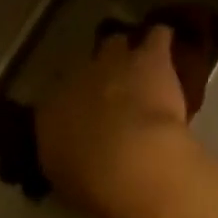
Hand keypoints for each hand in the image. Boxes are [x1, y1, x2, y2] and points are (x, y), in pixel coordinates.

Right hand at [35, 24, 193, 215]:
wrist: (126, 161)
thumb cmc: (90, 179)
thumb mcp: (66, 175)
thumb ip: (67, 159)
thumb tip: (72, 155)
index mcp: (51, 112)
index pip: (56, 102)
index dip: (72, 108)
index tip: (84, 121)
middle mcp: (75, 80)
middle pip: (84, 68)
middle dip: (96, 76)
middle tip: (112, 91)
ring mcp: (112, 65)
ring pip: (115, 44)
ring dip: (125, 54)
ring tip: (137, 62)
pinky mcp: (150, 60)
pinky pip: (156, 38)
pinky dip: (160, 40)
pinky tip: (166, 44)